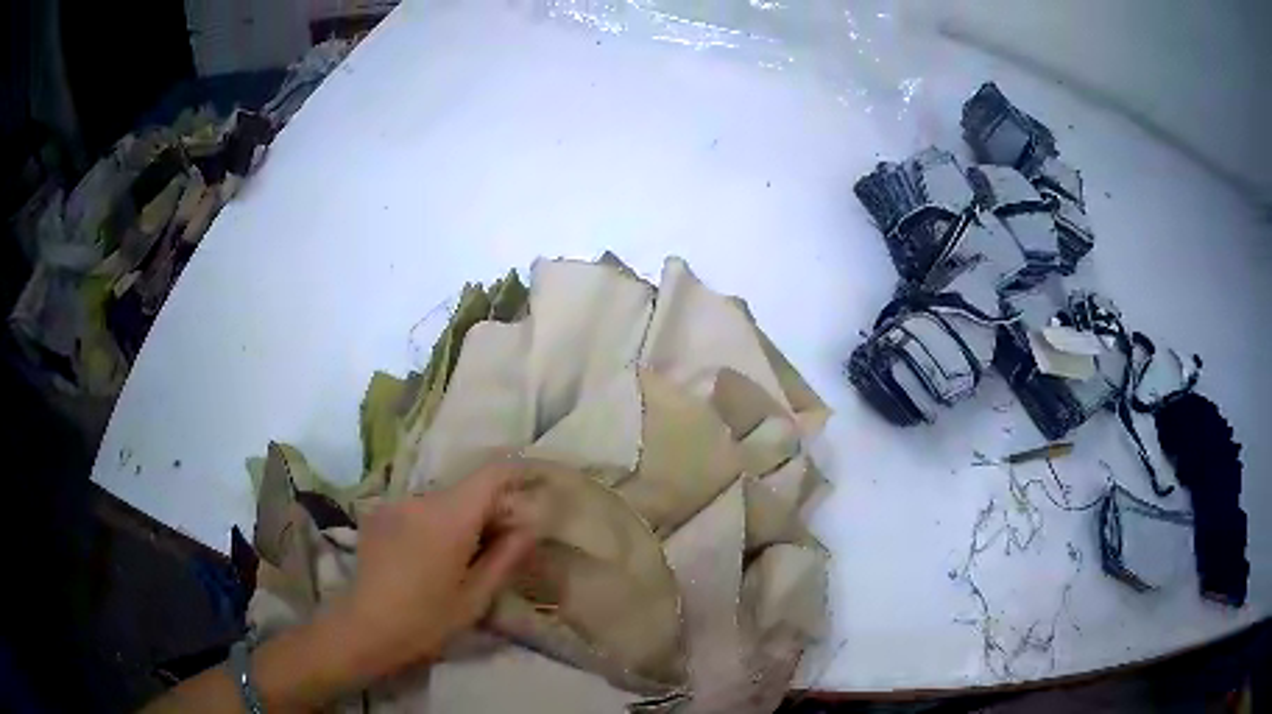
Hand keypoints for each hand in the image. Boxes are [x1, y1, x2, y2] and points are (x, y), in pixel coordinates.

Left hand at [336, 461, 535, 683]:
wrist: (363, 628)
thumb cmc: (425, 620)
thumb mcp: (475, 597)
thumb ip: (506, 557)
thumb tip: (530, 526)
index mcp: (449, 516)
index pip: (492, 474)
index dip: (519, 474)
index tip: (539, 487)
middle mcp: (421, 499)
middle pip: (468, 490)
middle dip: (492, 510)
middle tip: (507, 545)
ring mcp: (395, 504)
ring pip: (443, 502)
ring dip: (463, 520)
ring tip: (467, 558)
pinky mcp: (379, 515)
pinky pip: (419, 510)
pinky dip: (436, 524)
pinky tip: (432, 558)